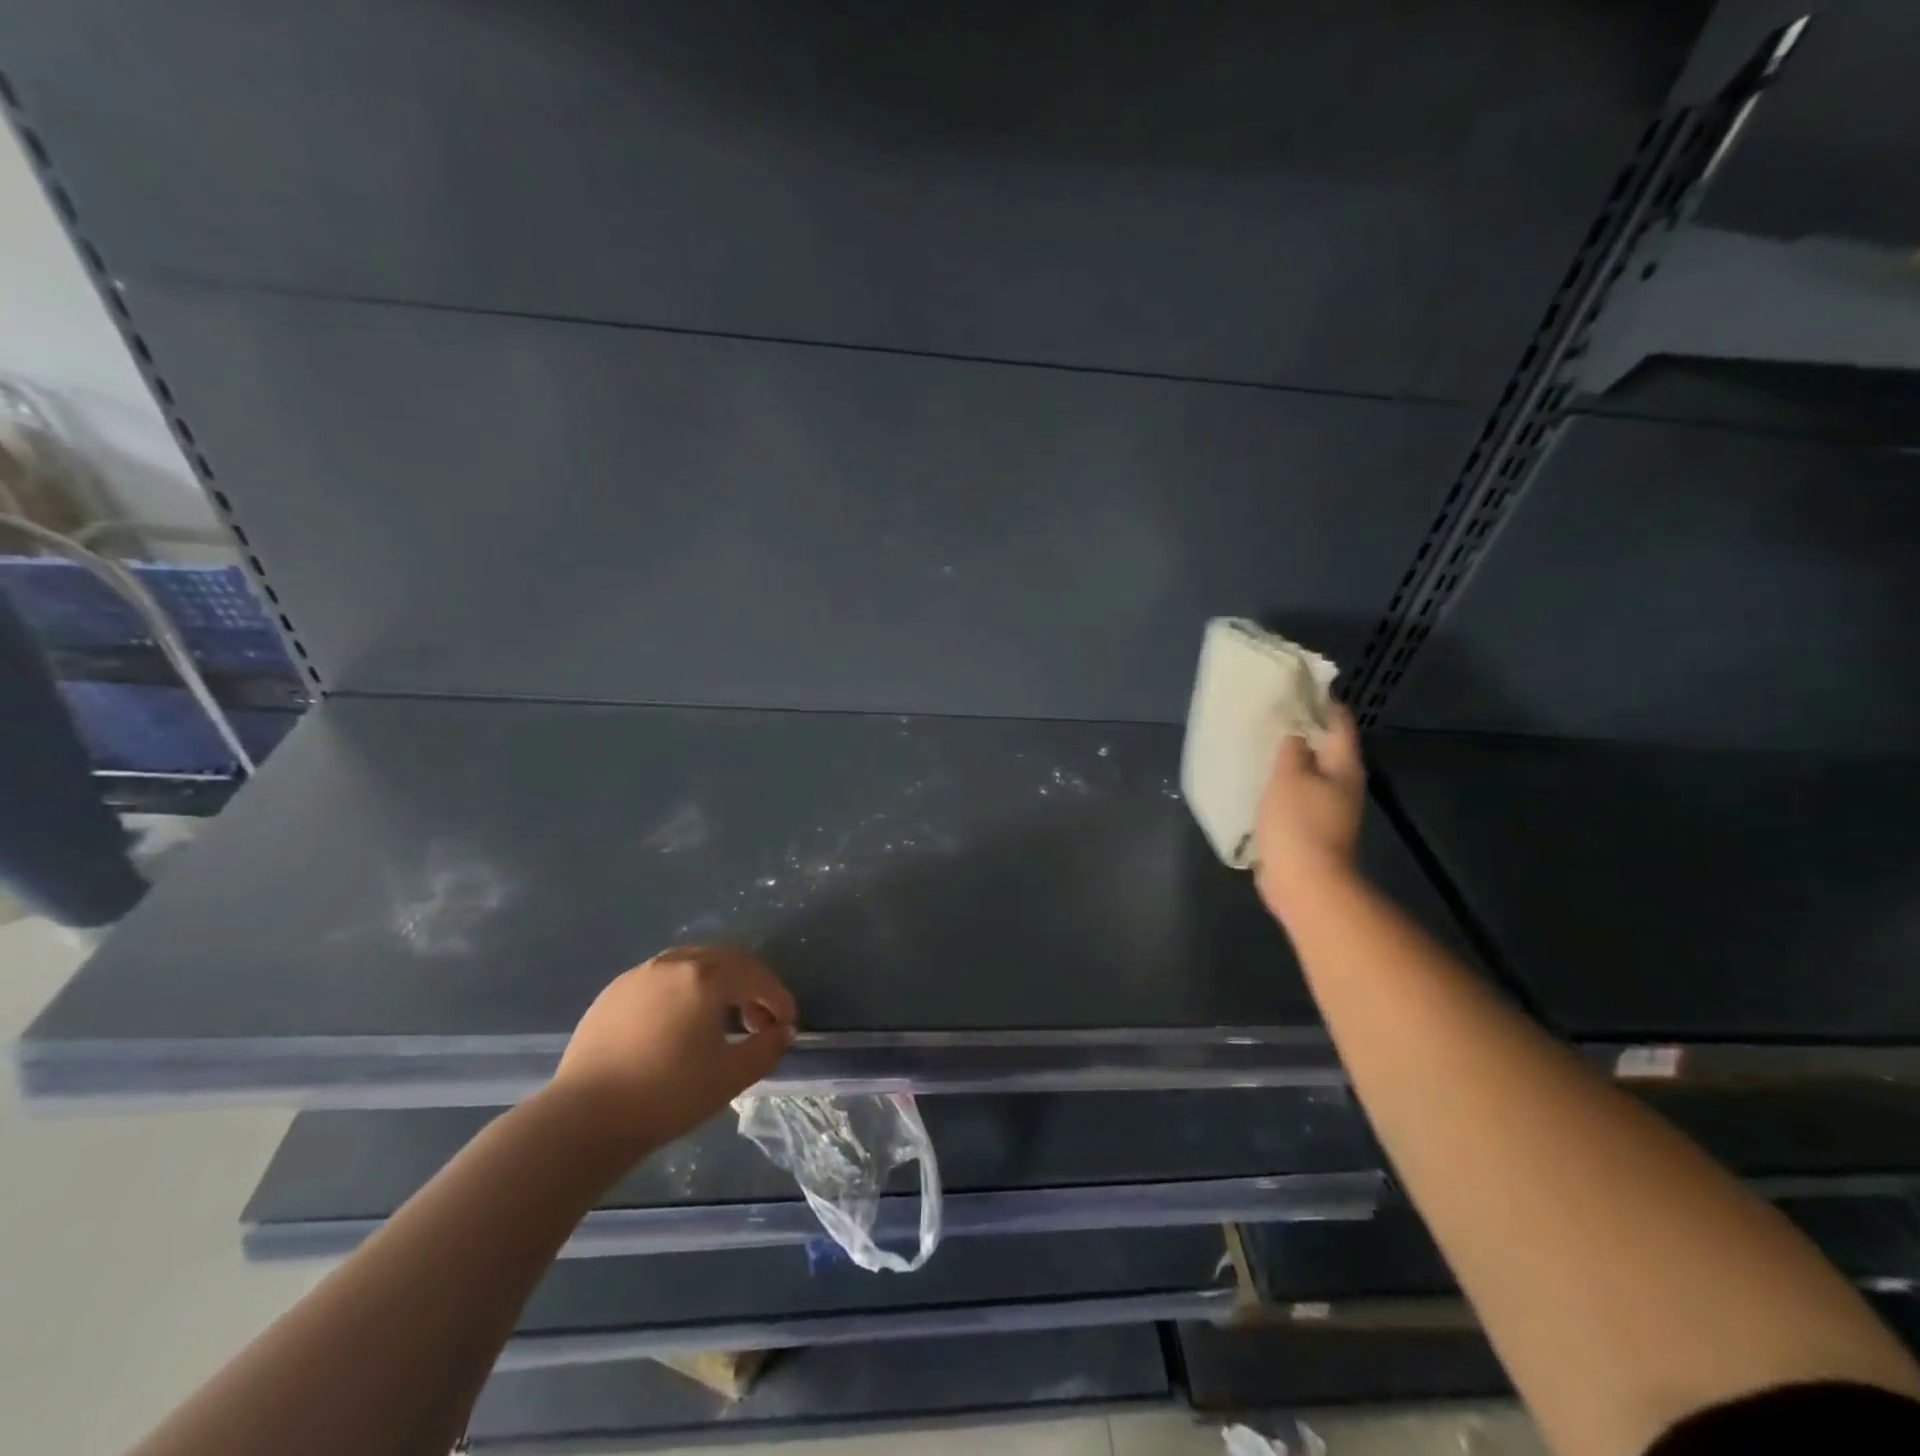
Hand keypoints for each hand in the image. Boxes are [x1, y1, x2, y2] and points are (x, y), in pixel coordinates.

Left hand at [550, 945, 796, 1149]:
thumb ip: (767, 1047)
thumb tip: (783, 1030)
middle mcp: (675, 962)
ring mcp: (640, 974)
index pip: (756, 976)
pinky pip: (663, 979)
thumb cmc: (667, 1095)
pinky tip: (680, 1024)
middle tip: (759, 1021)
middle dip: (751, 986)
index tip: (787, 1024)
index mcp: (706, 975)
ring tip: (721, 1020)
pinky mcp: (614, 991)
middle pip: (727, 960)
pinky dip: (685, 991)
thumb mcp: (731, 1076)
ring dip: (718, 984)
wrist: (583, 1119)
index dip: (779, 998)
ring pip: (693, 964)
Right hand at [1253, 703, 1366, 919]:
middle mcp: (1343, 784)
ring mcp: (1329, 809)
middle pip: (1325, 747)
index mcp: (1344, 766)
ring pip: (1309, 772)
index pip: (1339, 722)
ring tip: (1260, 745)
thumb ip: (1291, 749)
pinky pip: (1297, 796)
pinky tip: (1259, 782)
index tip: (1295, 686)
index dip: (1321, 701)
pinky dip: (1282, 785)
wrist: (1305, 883)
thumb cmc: (1298, 823)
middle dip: (1301, 730)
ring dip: (1289, 759)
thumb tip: (1295, 732)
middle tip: (1270, 714)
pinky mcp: (1311, 828)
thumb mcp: (1289, 776)